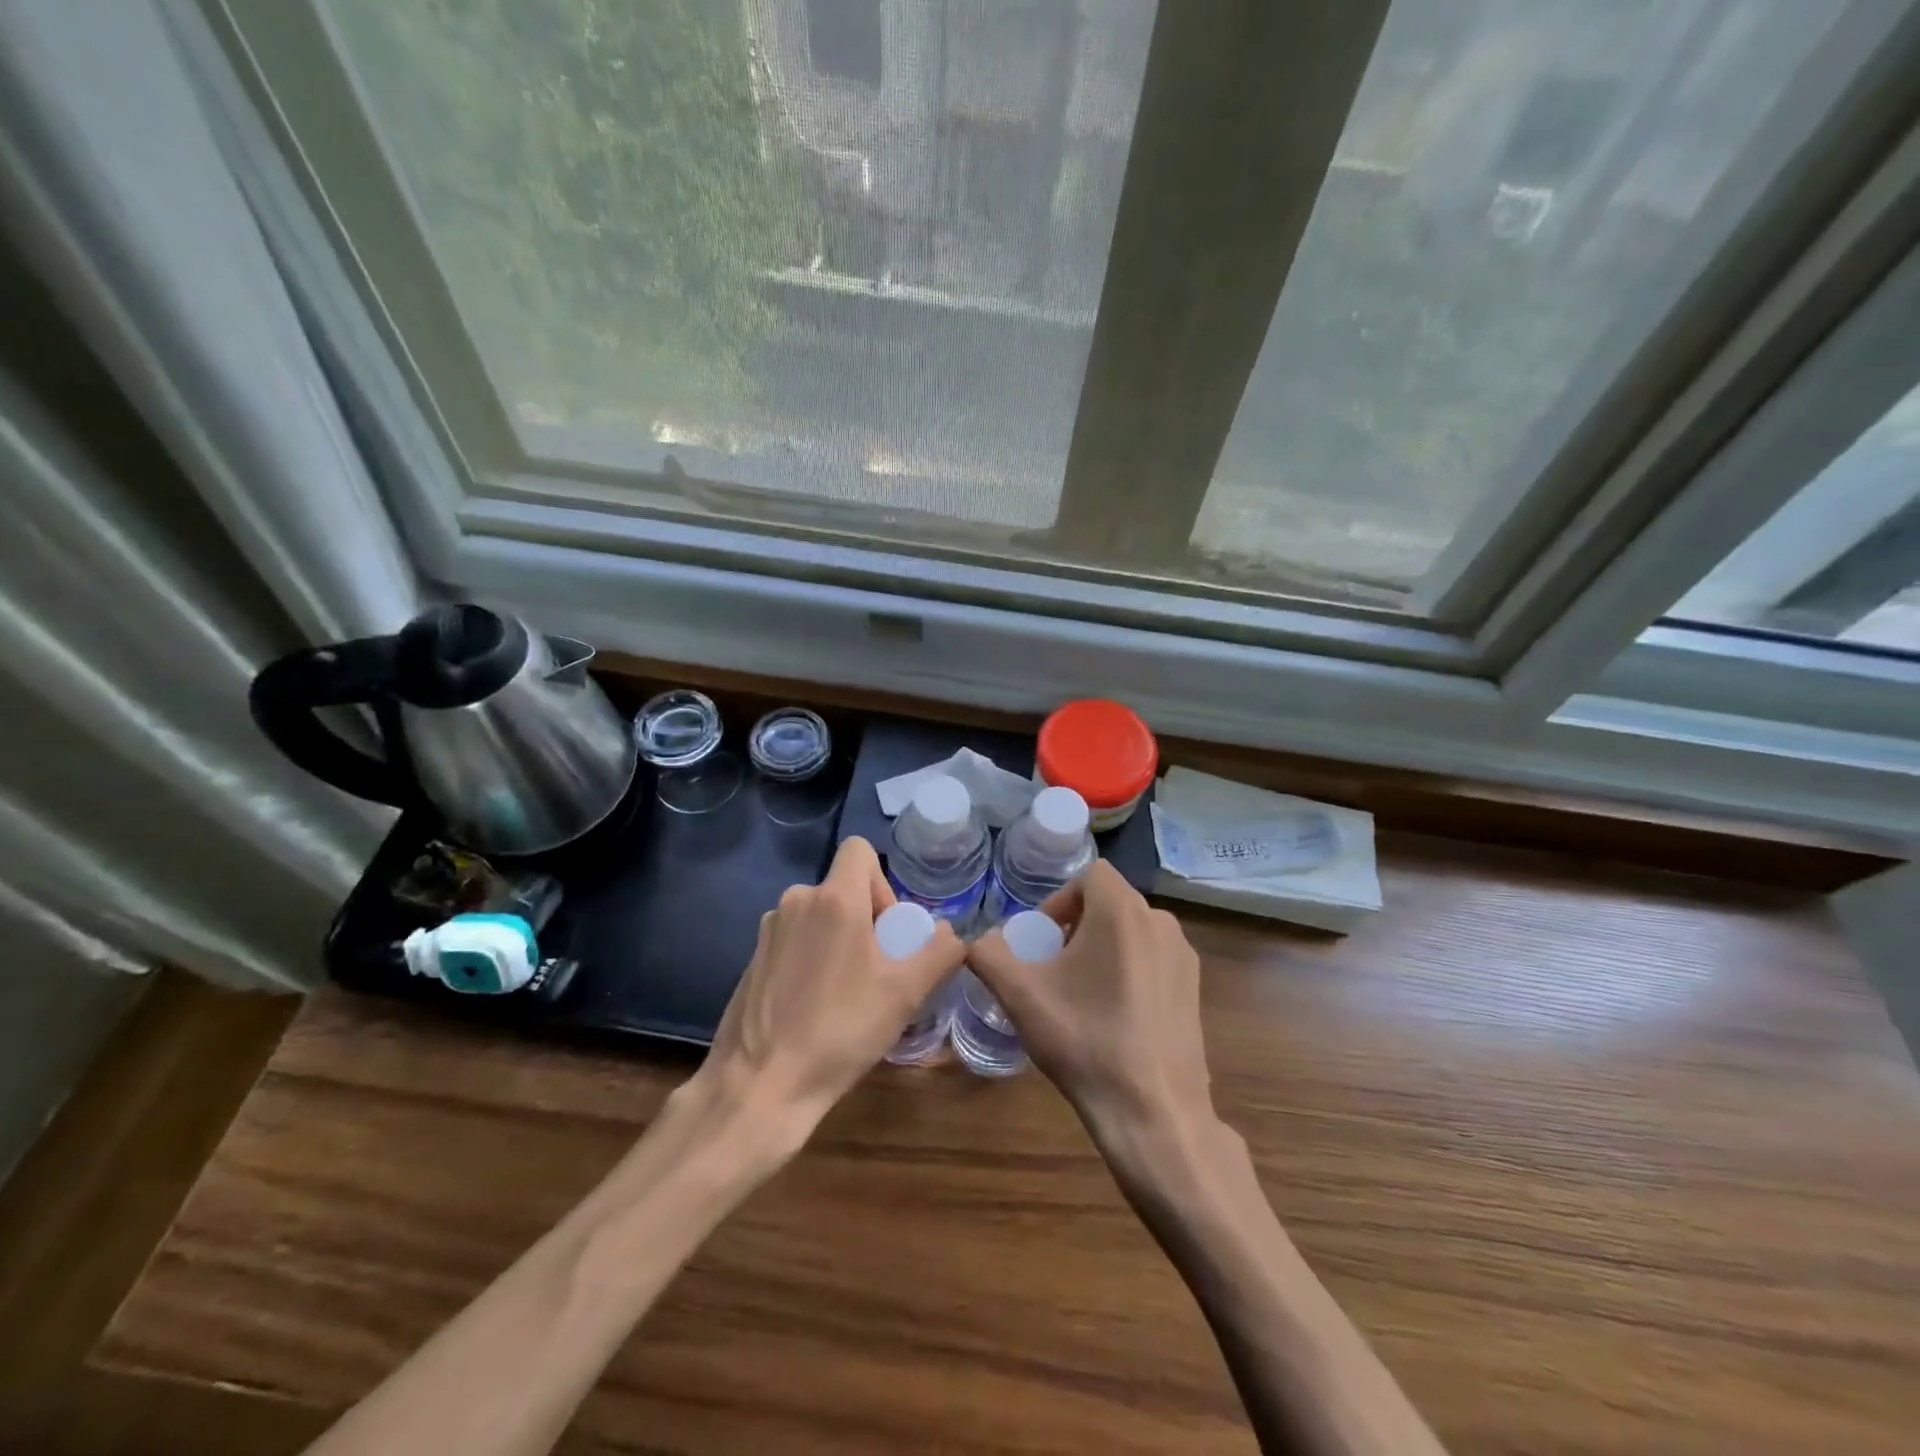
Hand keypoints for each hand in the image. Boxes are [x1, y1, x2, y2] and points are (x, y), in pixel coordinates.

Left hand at [692, 836, 966, 1140]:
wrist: (761, 1085)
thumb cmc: (840, 1031)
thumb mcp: (905, 993)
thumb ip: (939, 952)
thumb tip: (952, 933)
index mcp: (833, 899)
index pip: (860, 850)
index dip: (883, 882)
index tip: (888, 930)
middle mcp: (796, 902)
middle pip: (842, 888)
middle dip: (866, 919)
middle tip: (876, 971)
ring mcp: (769, 931)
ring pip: (818, 916)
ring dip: (838, 940)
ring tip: (847, 994)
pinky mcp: (752, 959)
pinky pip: (795, 941)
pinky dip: (811, 959)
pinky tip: (814, 1008)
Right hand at [968, 860, 1214, 1150]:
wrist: (1153, 1112)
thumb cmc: (1085, 1041)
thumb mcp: (1021, 996)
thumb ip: (988, 955)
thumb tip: (978, 941)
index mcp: (1122, 911)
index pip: (1089, 875)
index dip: (1060, 900)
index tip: (1043, 941)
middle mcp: (1160, 922)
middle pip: (1110, 902)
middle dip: (1077, 925)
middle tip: (1055, 968)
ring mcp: (1184, 955)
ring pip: (1132, 930)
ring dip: (1103, 947)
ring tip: (1082, 993)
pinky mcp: (1195, 988)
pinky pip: (1153, 957)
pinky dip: (1129, 969)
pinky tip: (1115, 1015)